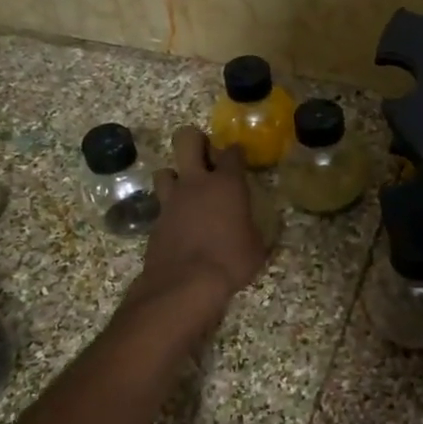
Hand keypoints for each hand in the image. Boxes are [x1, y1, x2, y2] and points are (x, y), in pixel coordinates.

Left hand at [131, 125, 266, 307]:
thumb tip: (267, 230)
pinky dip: (170, 206)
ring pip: (166, 169)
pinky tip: (180, 221)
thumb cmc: (230, 262)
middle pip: (187, 139)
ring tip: (188, 191)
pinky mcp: (156, 219)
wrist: (184, 284)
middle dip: (196, 142)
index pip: (232, 152)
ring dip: (176, 176)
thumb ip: (259, 231)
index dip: (237, 152)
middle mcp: (196, 182)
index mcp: (227, 184)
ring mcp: (172, 199)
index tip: (240, 159)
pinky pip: (161, 202)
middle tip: (207, 158)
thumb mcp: (257, 248)